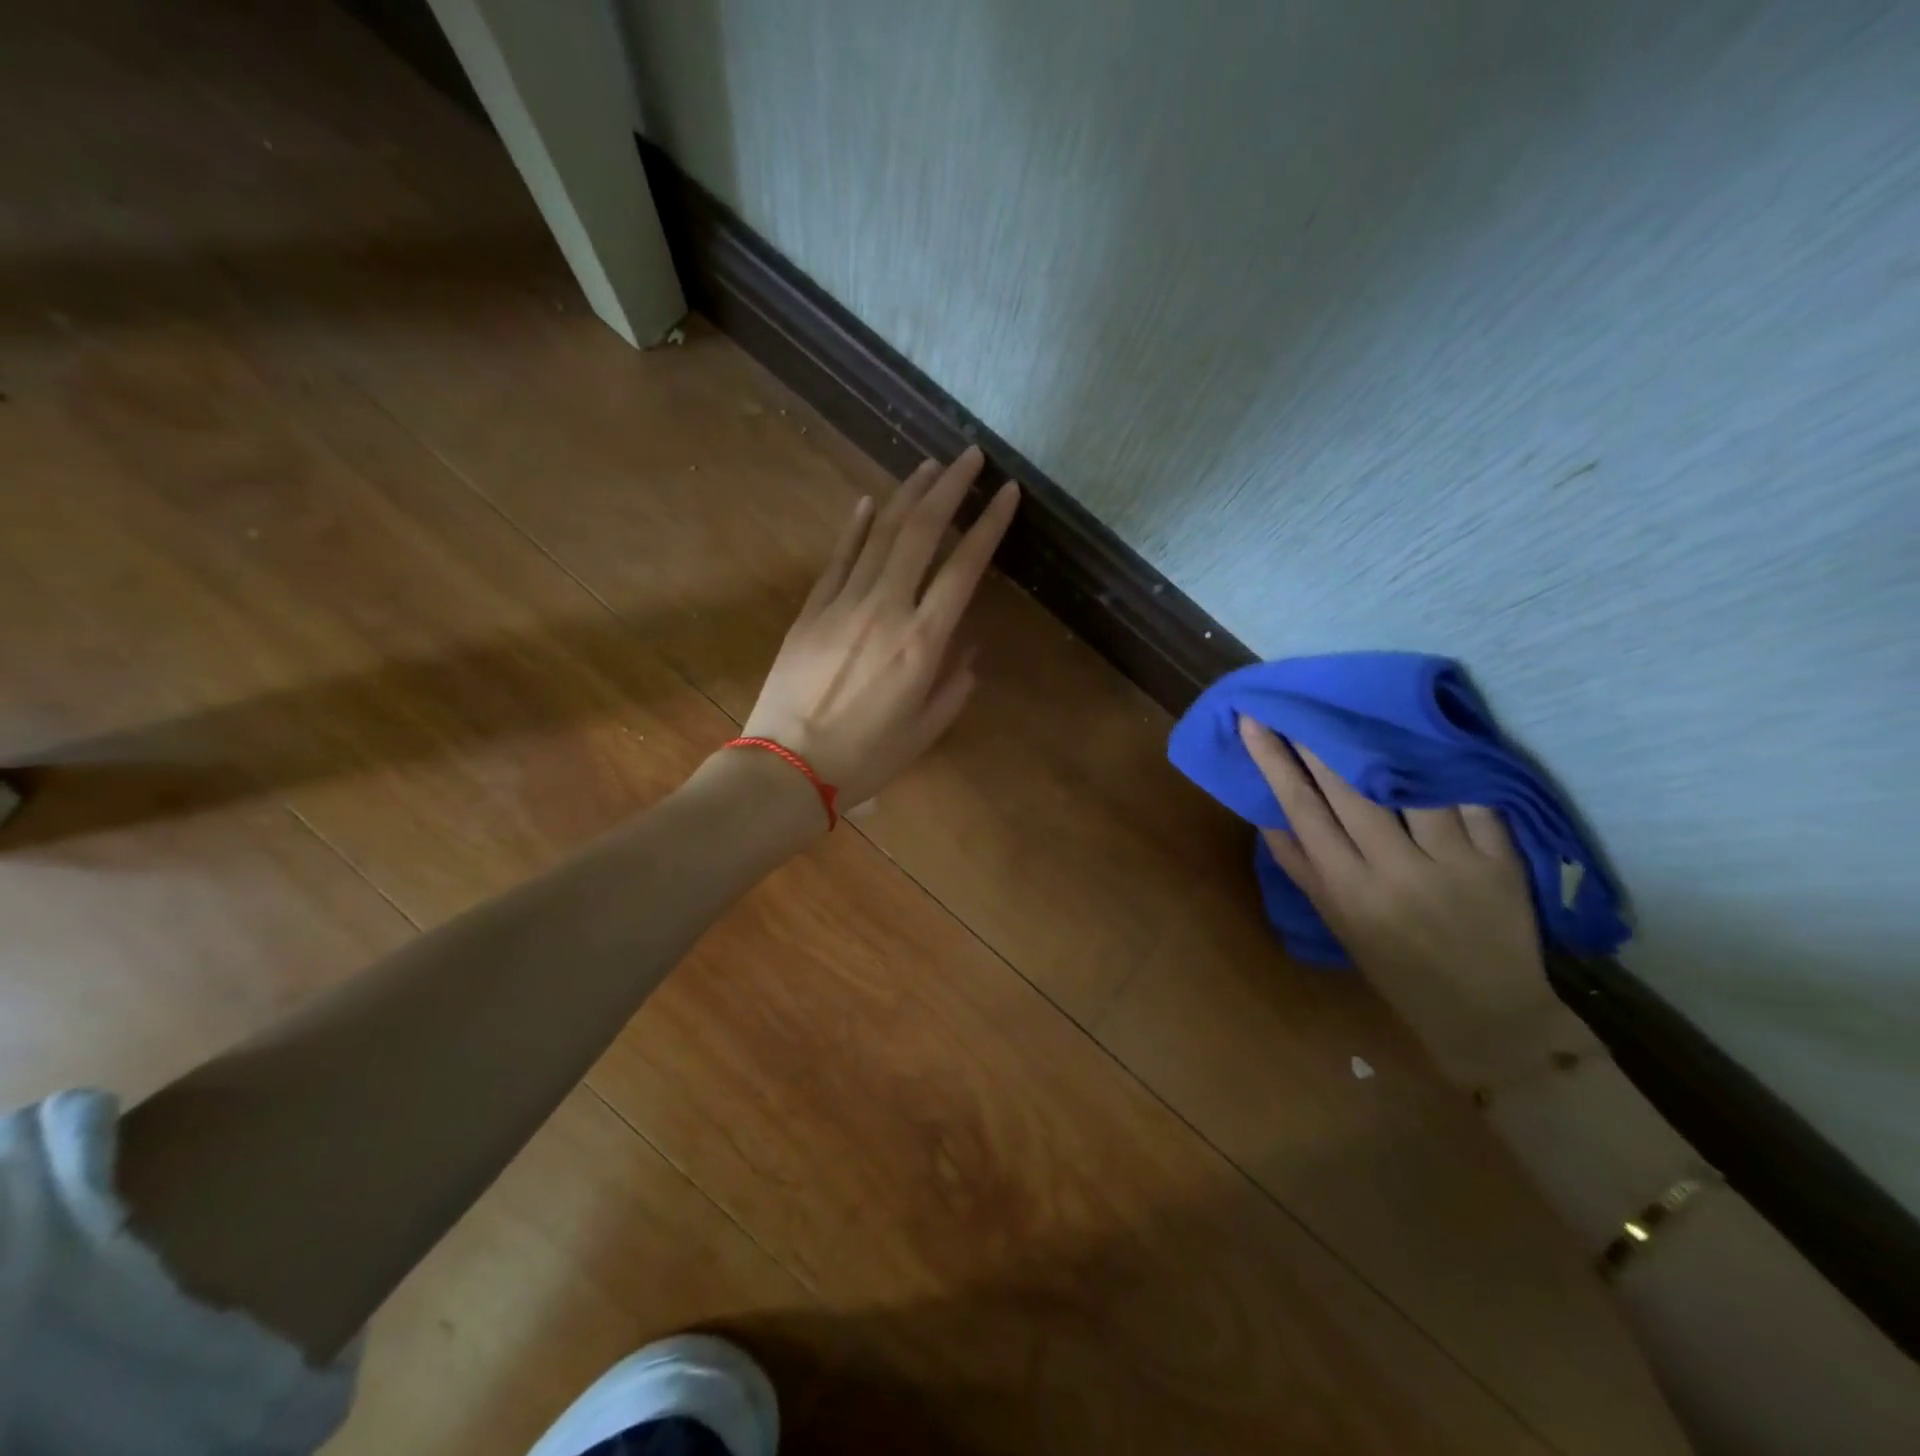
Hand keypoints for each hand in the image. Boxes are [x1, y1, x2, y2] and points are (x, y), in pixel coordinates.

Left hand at [742, 447, 1019, 807]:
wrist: (788, 766)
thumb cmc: (865, 757)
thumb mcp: (924, 730)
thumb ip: (954, 686)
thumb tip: (969, 649)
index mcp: (923, 642)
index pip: (965, 567)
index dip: (989, 524)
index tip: (1008, 492)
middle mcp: (886, 608)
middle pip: (921, 532)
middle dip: (950, 487)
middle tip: (970, 456)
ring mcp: (843, 603)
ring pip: (880, 533)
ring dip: (908, 495)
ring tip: (930, 466)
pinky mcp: (811, 609)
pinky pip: (839, 557)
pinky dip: (856, 526)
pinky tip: (870, 501)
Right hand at [1237, 717, 1590, 1086]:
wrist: (1485, 1014)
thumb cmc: (1395, 968)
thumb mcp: (1337, 923)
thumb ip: (1302, 867)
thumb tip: (1269, 813)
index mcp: (1346, 887)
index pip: (1301, 808)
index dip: (1274, 760)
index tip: (1253, 721)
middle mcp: (1393, 869)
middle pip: (1349, 788)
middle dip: (1319, 739)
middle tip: (1301, 701)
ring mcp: (1452, 862)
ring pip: (1410, 785)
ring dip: (1380, 743)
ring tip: (1361, 711)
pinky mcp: (1501, 860)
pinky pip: (1472, 800)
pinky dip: (1449, 769)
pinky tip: (1428, 741)